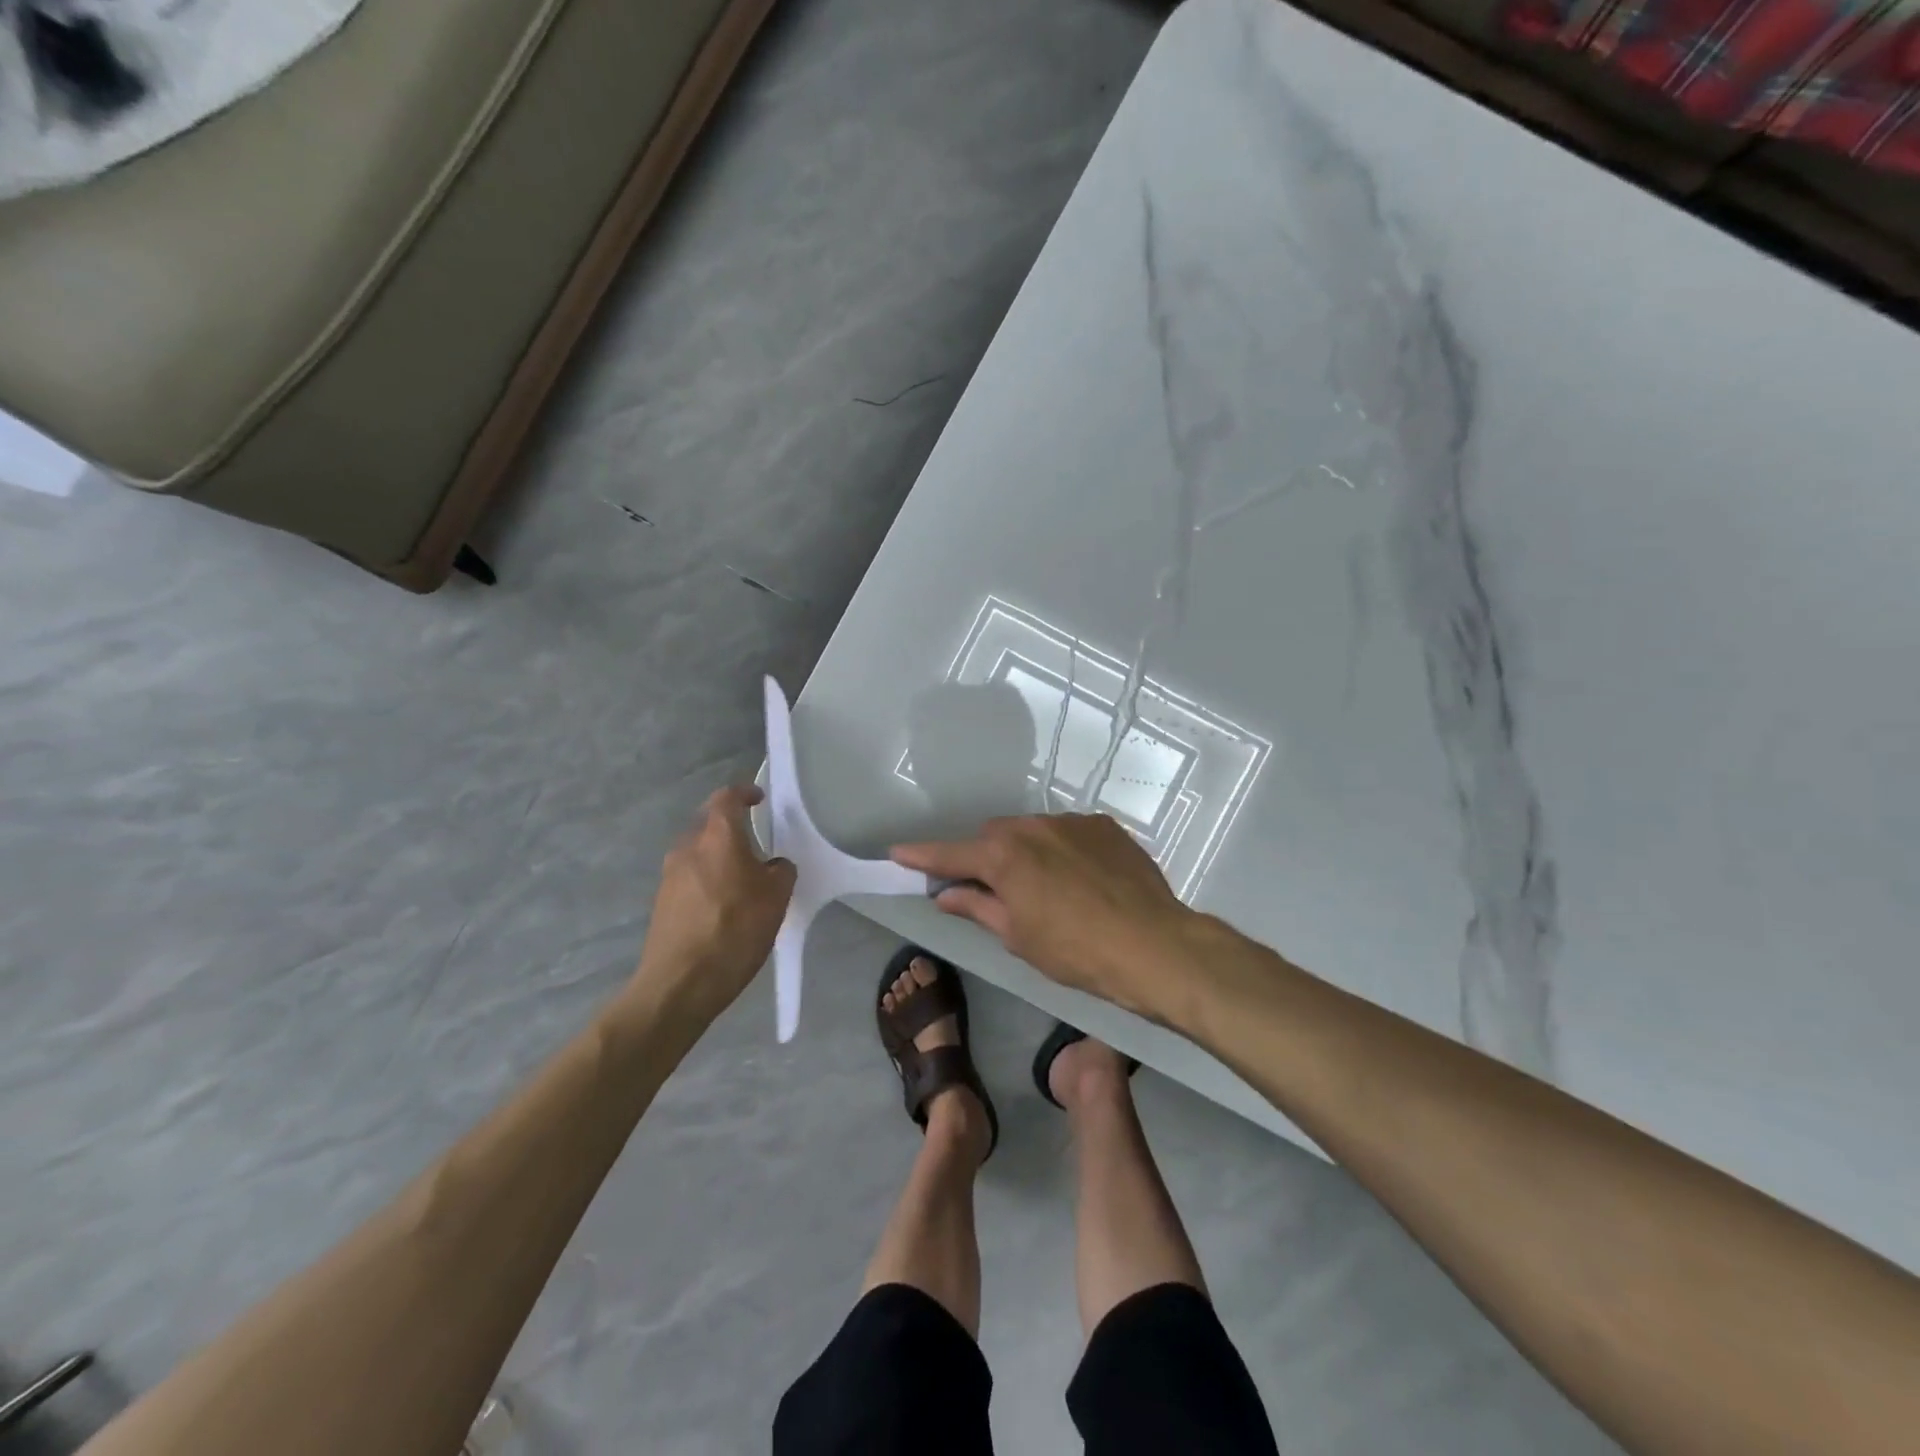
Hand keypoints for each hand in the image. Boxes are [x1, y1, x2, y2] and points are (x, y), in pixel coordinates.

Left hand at [633, 785, 795, 1023]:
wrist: (680, 984)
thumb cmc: (734, 931)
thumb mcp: (776, 899)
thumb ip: (780, 871)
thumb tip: (773, 866)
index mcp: (717, 837)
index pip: (727, 798)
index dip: (744, 793)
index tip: (759, 798)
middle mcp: (688, 847)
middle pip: (708, 821)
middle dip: (730, 823)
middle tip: (755, 836)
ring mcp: (670, 874)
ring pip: (697, 849)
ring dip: (718, 852)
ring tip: (742, 872)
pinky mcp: (662, 901)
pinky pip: (689, 875)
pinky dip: (707, 876)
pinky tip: (723, 901)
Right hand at [892, 813, 1193, 1014]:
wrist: (1154, 945)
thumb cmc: (1077, 951)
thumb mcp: (1018, 937)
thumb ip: (978, 907)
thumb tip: (945, 894)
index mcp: (1005, 856)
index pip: (951, 854)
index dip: (923, 855)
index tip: (897, 852)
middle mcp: (1034, 827)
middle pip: (994, 836)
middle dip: (986, 858)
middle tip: (992, 889)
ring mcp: (1073, 822)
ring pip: (1033, 831)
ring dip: (1027, 852)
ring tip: (1047, 888)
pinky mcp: (1105, 826)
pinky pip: (1068, 832)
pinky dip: (1062, 850)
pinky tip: (1080, 879)